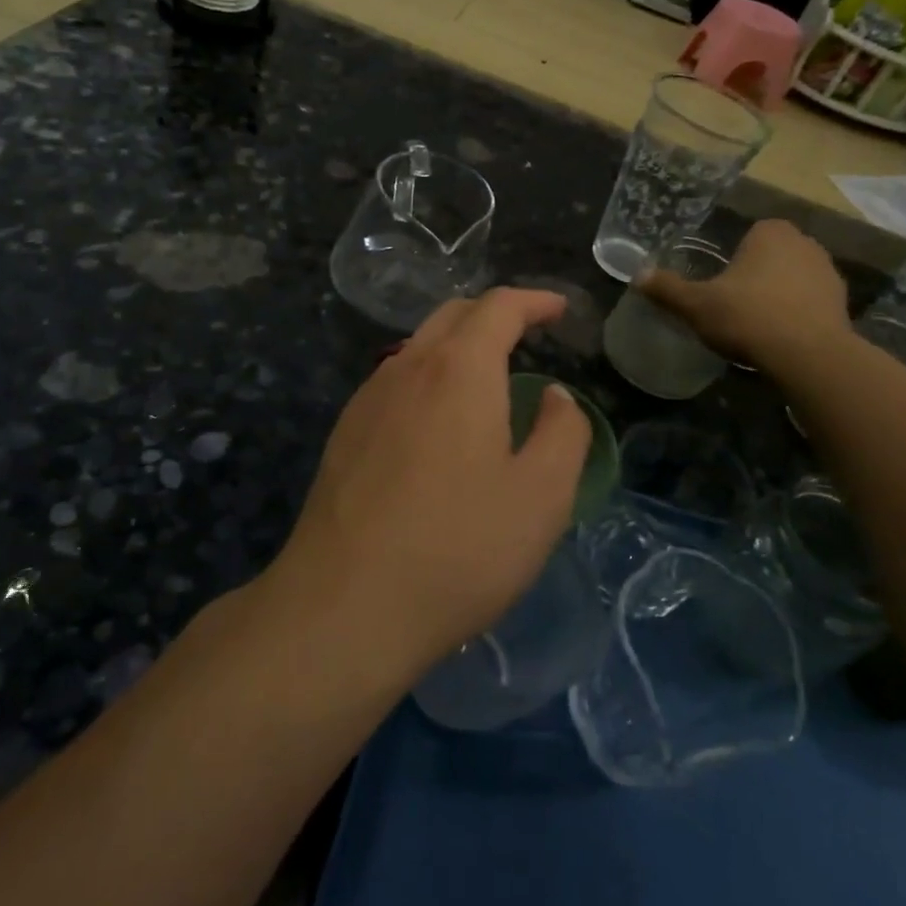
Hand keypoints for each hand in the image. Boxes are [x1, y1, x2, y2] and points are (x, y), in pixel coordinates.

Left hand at [269, 289, 592, 676]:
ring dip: (457, 345)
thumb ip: (562, 433)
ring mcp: (367, 399)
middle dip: (494, 314)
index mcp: (459, 369)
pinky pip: (394, 381)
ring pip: (418, 347)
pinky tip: (437, 421)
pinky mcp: (344, 434)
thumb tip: (555, 396)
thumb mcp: (542, 497)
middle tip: (528, 334)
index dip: (534, 300)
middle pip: (452, 315)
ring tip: (486, 377)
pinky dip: (428, 377)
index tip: (559, 309)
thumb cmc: (458, 548)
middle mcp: (407, 368)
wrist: (344, 605)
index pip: (499, 307)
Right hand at [640, 219, 854, 374]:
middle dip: (756, 274)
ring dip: (779, 294)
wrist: (808, 356)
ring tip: (757, 324)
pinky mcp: (843, 303)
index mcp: (770, 232)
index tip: (721, 285)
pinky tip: (781, 337)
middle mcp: (805, 242)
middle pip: (771, 256)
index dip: (733, 259)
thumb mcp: (696, 305)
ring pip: (792, 278)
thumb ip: (667, 288)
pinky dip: (798, 314)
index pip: (748, 235)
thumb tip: (637, 276)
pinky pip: (810, 302)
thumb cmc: (748, 317)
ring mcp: (829, 272)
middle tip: (734, 305)